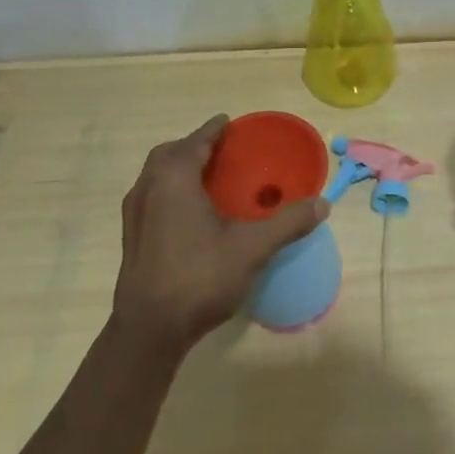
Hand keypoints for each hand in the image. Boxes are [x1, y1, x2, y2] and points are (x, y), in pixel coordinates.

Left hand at [111, 115, 326, 357]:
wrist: (149, 331)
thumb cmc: (199, 277)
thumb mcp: (252, 248)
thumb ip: (288, 222)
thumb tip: (323, 203)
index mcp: (174, 179)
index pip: (195, 142)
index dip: (213, 130)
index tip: (228, 123)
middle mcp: (148, 188)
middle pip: (169, 154)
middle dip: (193, 147)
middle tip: (220, 151)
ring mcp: (134, 214)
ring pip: (155, 177)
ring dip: (178, 169)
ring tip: (208, 180)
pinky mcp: (132, 238)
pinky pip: (151, 197)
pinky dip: (170, 191)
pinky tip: (190, 214)